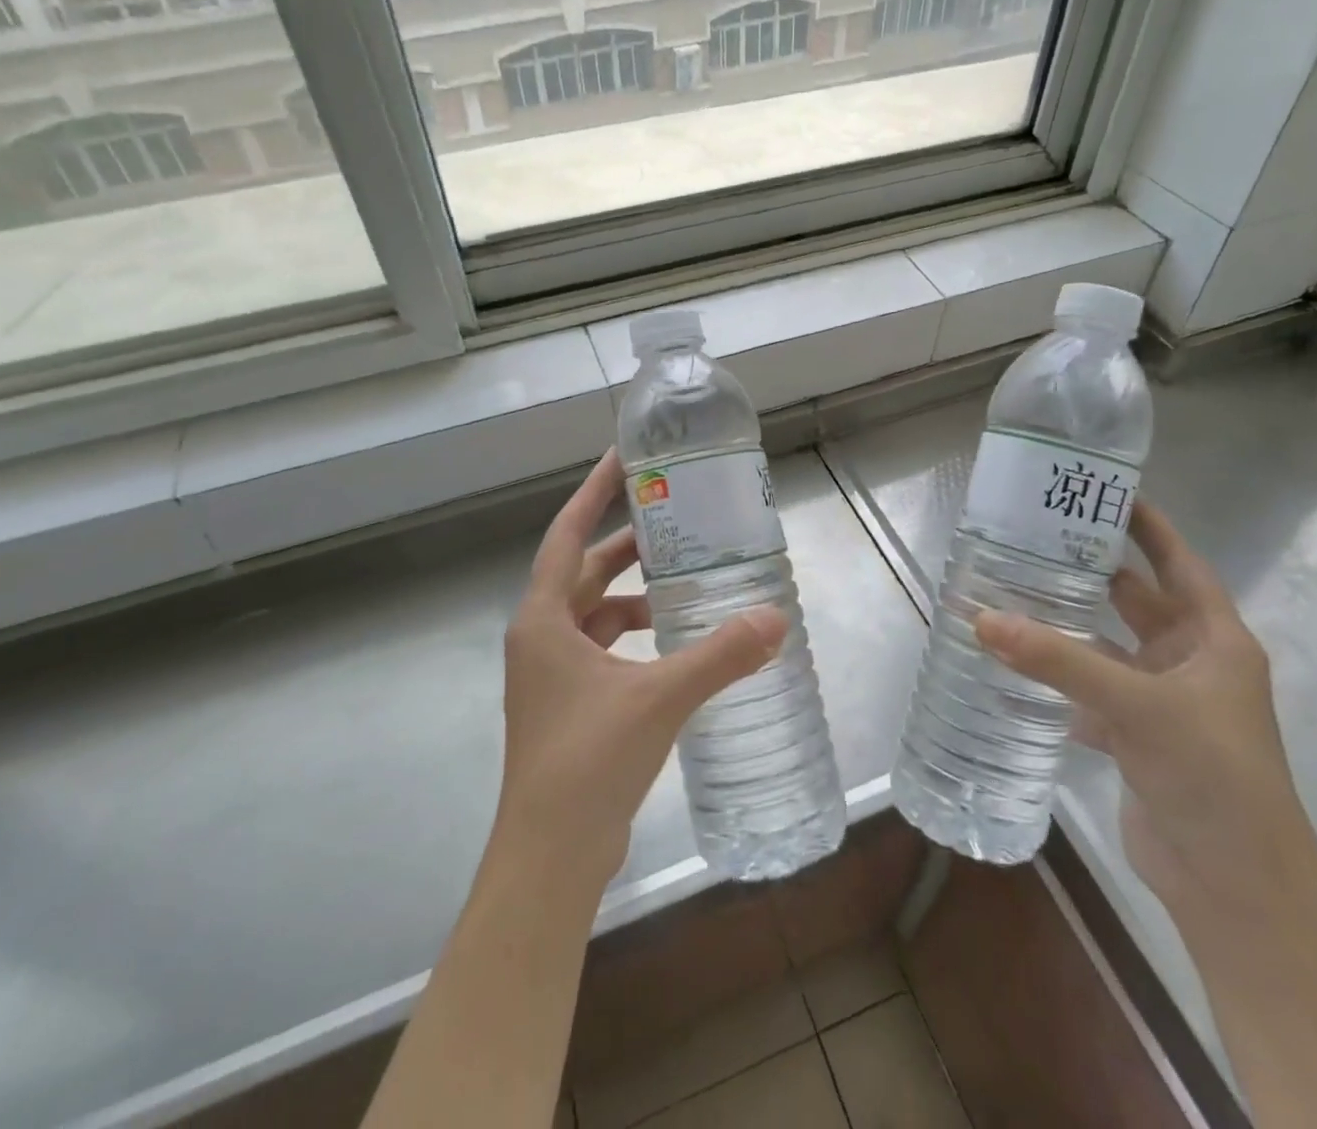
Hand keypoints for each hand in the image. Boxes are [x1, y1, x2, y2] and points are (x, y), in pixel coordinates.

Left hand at [494, 449, 787, 888]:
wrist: (550, 858)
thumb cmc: (588, 760)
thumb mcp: (659, 697)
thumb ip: (719, 655)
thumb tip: (777, 618)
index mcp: (544, 620)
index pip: (567, 535)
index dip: (593, 493)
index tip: (621, 459)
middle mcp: (540, 639)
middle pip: (582, 573)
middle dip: (623, 546)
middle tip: (671, 521)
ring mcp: (550, 676)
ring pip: (592, 614)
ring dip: (630, 595)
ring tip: (680, 583)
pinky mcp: (567, 705)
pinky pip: (600, 650)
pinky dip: (631, 637)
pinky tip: (671, 645)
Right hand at [976, 502, 1316, 921]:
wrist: (1236, 889)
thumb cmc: (1212, 777)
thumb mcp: (1138, 706)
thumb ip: (1058, 661)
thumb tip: (981, 618)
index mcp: (1214, 640)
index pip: (1178, 563)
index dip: (1146, 526)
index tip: (1101, 491)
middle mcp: (1189, 663)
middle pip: (1135, 600)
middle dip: (1090, 570)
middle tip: (1034, 537)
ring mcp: (1161, 702)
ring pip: (1105, 647)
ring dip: (1066, 627)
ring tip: (1011, 592)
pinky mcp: (1135, 737)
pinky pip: (1089, 691)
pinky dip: (1056, 678)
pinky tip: (1014, 663)